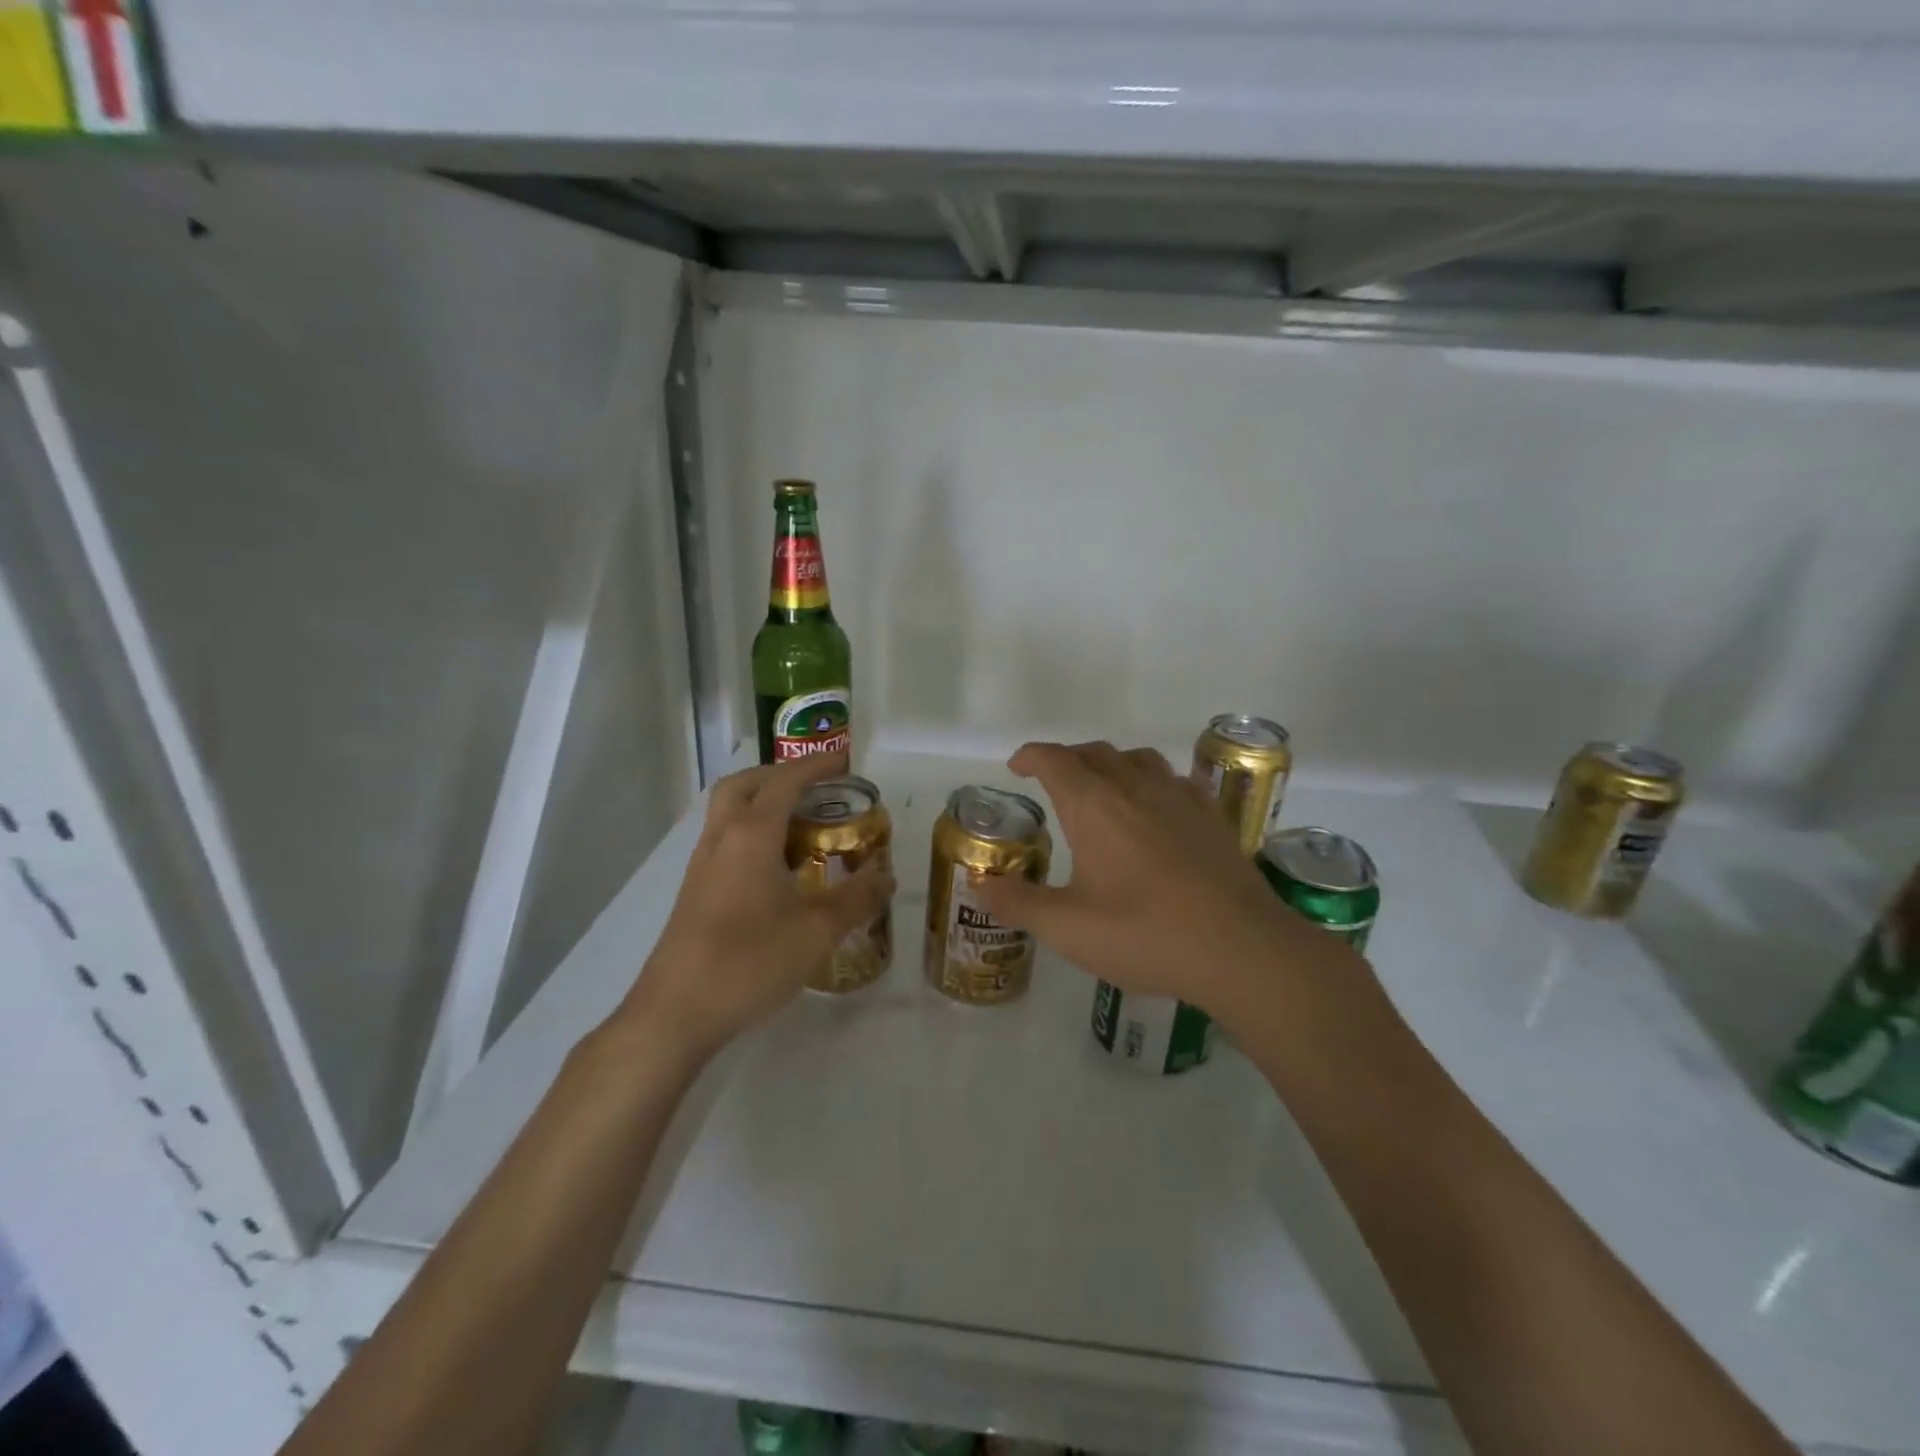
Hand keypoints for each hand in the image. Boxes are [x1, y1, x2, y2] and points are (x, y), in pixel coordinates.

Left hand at [617, 752, 895, 1060]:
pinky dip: (752, 833)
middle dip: (780, 775)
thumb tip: (887, 876)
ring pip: (729, 812)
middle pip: (744, 784)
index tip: (844, 762)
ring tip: (803, 825)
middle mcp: (721, 838)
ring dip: (762, 803)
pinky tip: (777, 868)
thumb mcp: (816, 931)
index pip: (784, 782)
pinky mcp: (695, 890)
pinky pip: (725, 840)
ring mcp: (702, 865)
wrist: (675, 1012)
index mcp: (751, 835)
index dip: (816, 766)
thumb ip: (857, 899)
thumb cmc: (749, 962)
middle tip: (816, 788)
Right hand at [971, 741, 1350, 1013]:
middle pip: (1094, 753)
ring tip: (1102, 787)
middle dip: (1067, 759)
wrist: (1242, 949)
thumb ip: (1018, 903)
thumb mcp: (1068, 928)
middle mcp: (1135, 788)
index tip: (1016, 766)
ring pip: (1137, 759)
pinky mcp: (1212, 816)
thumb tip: (979, 885)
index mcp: (1094, 806)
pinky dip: (1152, 781)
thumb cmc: (1145, 934)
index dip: (1032, 756)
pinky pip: (1175, 779)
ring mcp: (1179, 798)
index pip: (1055, 760)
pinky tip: (1157, 807)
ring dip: (1111, 764)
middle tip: (1052, 781)